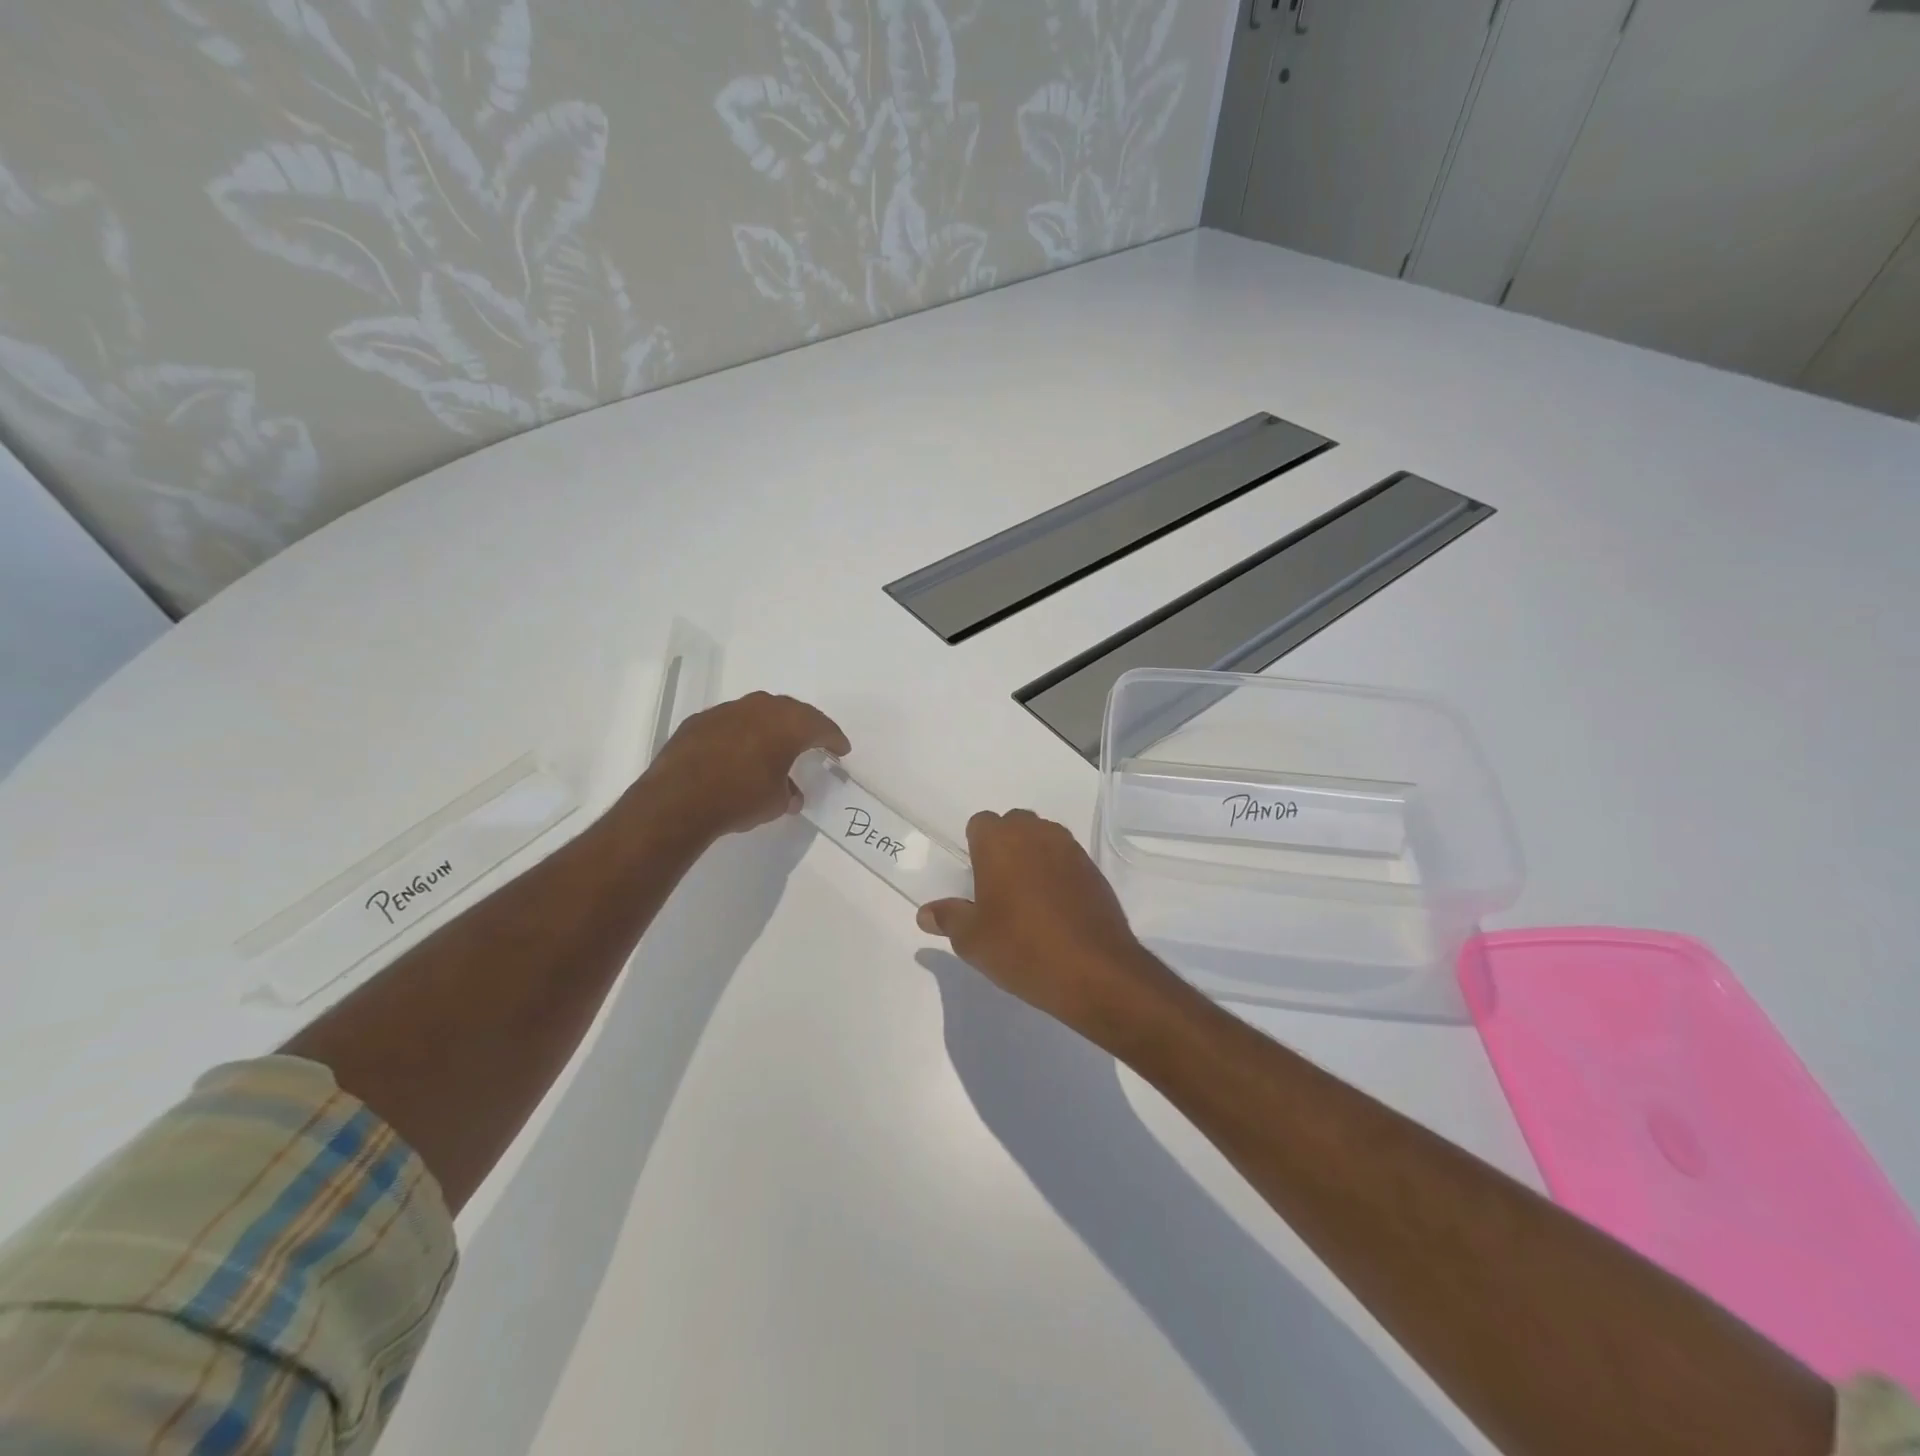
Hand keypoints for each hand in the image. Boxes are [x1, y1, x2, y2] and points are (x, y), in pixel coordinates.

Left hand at [640, 691, 850, 839]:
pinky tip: (738, 751)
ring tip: (775, 745)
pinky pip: (731, 722)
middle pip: (791, 711)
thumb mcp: (776, 803)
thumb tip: (790, 794)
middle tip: (814, 740)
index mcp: (788, 724)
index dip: (834, 738)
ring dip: (770, 727)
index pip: (821, 726)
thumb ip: (789, 793)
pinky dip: (741, 733)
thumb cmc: (740, 798)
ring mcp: (727, 711)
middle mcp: (760, 708)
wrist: (679, 800)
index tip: (841, 749)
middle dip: (805, 726)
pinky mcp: (700, 721)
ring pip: (759, 712)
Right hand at [917, 809, 1184, 1046]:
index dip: (975, 846)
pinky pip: (1067, 859)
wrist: (1095, 970)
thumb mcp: (973, 940)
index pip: (980, 823)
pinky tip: (1056, 909)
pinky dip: (1058, 873)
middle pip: (1014, 824)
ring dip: (1033, 856)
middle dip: (1005, 846)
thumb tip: (925, 913)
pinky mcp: (1093, 870)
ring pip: (1043, 838)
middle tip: (998, 887)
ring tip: (1027, 898)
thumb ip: (948, 918)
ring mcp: (1070, 849)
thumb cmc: (1022, 948)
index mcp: (1000, 841)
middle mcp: (1036, 834)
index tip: (975, 878)